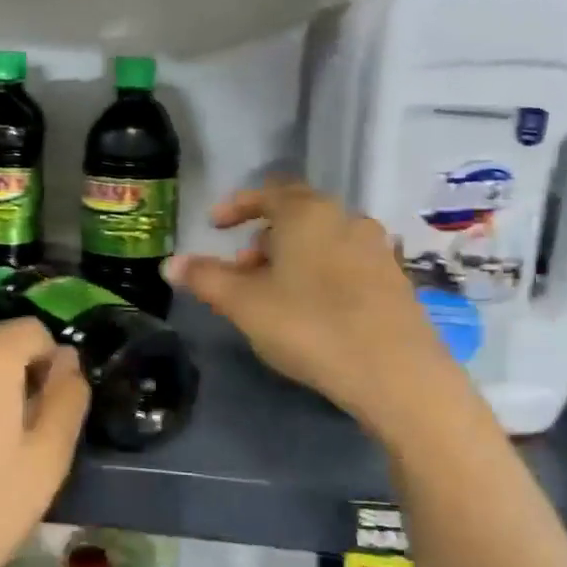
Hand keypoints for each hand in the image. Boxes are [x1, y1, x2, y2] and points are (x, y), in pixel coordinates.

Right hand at [165, 179, 453, 423]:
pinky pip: (345, 262)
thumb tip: (169, 264)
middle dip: (262, 236)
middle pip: (296, 215)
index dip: (235, 206)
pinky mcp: (395, 279)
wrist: (397, 373)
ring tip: (272, 293)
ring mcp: (377, 248)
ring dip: (291, 256)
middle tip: (241, 268)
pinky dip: (319, 272)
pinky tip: (311, 309)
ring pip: (322, 240)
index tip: (215, 226)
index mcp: (308, 213)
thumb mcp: (244, 304)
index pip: (266, 193)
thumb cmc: (309, 326)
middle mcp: (346, 219)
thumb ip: (205, 278)